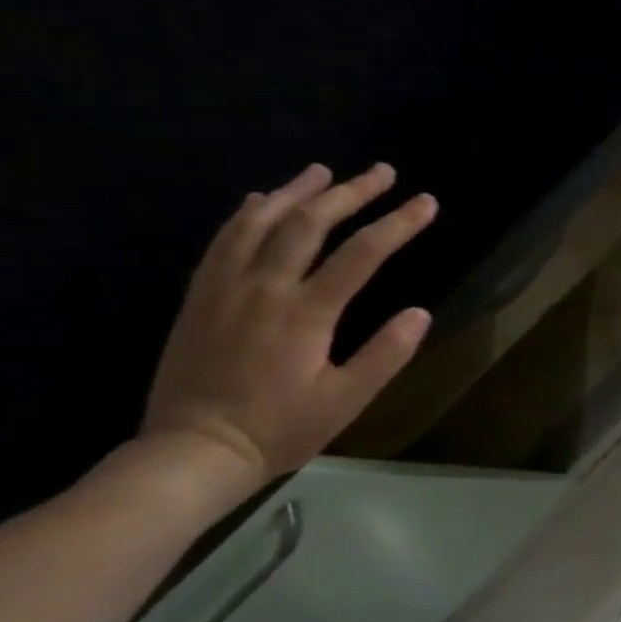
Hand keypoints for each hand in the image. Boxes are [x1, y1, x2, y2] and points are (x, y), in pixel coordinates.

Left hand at [142, 163, 437, 483]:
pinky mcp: (201, 296)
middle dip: (351, 193)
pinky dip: (247, 213)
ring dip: (297, 192)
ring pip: (261, 222)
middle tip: (382, 172)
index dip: (398, 224)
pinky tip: (260, 200)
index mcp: (306, 313)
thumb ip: (385, 355)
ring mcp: (226, 287)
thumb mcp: (346, 401)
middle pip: (310, 224)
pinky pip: (224, 240)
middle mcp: (264, 287)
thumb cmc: (280, 429)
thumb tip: (420, 313)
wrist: (194, 449)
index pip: (362, 254)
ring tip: (324, 171)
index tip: (426, 202)